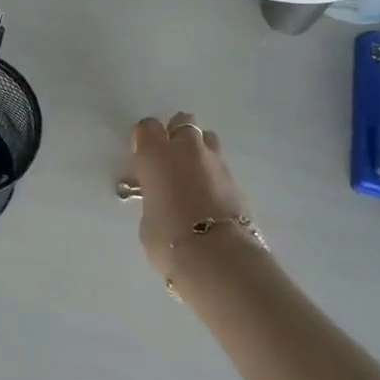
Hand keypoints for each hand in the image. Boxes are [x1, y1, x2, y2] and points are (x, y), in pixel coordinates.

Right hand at [130, 114, 257, 291]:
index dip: (145, 139)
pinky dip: (213, 174)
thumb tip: (162, 199)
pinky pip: (220, 166)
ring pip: (207, 138)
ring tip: (192, 174)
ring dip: (199, 150)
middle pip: (182, 122)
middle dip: (176, 135)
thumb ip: (153, 198)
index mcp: (155, 154)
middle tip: (170, 159)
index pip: (147, 127)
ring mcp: (215, 162)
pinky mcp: (237, 180)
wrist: (218, 258)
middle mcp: (186, 149)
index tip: (142, 156)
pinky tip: (209, 195)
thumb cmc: (169, 238)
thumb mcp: (147, 217)